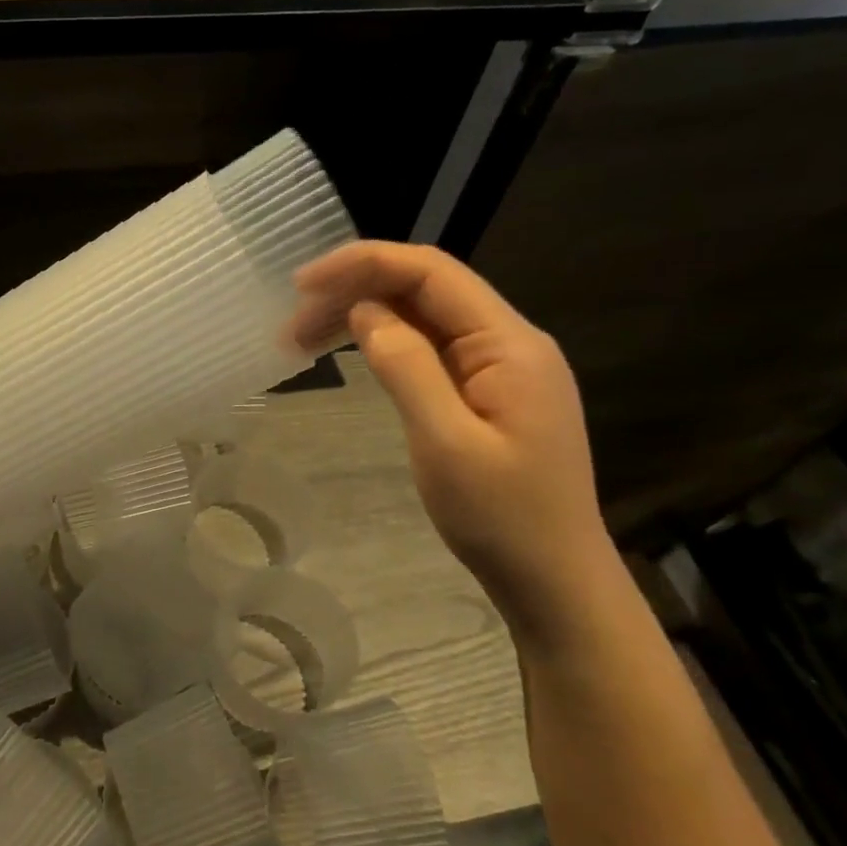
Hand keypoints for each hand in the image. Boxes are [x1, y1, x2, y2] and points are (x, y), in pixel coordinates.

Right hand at [289, 242, 623, 649]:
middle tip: (292, 322)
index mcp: (509, 343)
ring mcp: (499, 367)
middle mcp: (508, 341)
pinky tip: (350, 353)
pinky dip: (384, 343)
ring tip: (303, 339)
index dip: (364, 264)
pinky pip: (430, 348)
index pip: (432, 273)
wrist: (554, 581)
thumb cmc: (502, 518)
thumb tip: (365, 310)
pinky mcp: (486, 391)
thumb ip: (406, 366)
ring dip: (364, 317)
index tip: (304, 284)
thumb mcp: (445, 442)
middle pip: (424, 289)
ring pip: (422, 318)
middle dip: (356, 291)